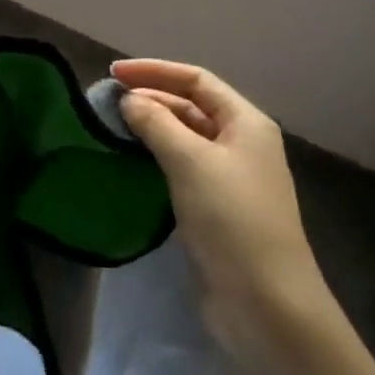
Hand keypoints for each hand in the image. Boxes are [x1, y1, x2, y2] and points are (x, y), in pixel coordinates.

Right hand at [114, 59, 374, 374]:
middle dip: (151, 98)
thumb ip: (156, 123)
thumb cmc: (231, 219)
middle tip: (108, 102)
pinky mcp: (217, 208)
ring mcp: (231, 178)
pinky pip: (183, 167)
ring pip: (186, 137)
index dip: (154, 70)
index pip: (196, 79)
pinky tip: (132, 161)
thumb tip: (130, 100)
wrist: (266, 304)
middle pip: (191, 106)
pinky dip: (157, 157)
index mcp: (246, 122)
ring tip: (113, 126)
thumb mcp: (190, 161)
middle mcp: (241, 143)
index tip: (113, 73)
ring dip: (152, 127)